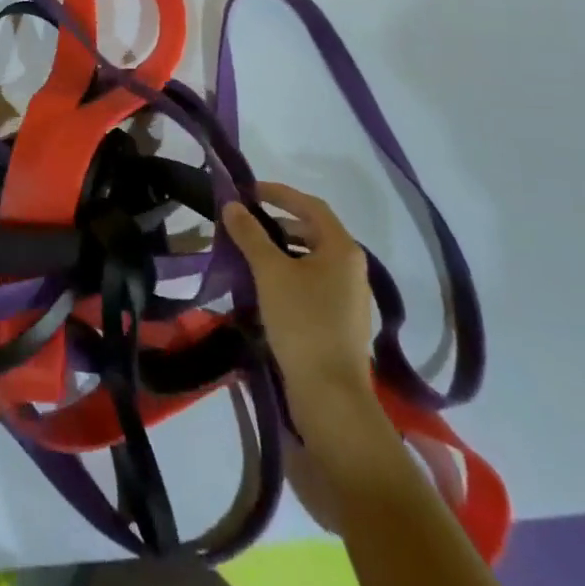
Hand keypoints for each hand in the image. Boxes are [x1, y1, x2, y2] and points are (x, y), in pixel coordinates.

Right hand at [222, 182, 372, 397]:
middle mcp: (352, 268)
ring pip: (312, 259)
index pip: (310, 205)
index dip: (279, 193)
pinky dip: (289, 274)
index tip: (248, 191)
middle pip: (313, 231)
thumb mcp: (269, 272)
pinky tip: (265, 286)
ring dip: (282, 249)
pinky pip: (313, 283)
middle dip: (278, 222)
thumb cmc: (302, 321)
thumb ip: (250, 234)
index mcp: (342, 249)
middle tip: (245, 223)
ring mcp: (350, 297)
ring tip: (249, 253)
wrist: (330, 394)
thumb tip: (232, 204)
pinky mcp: (341, 321)